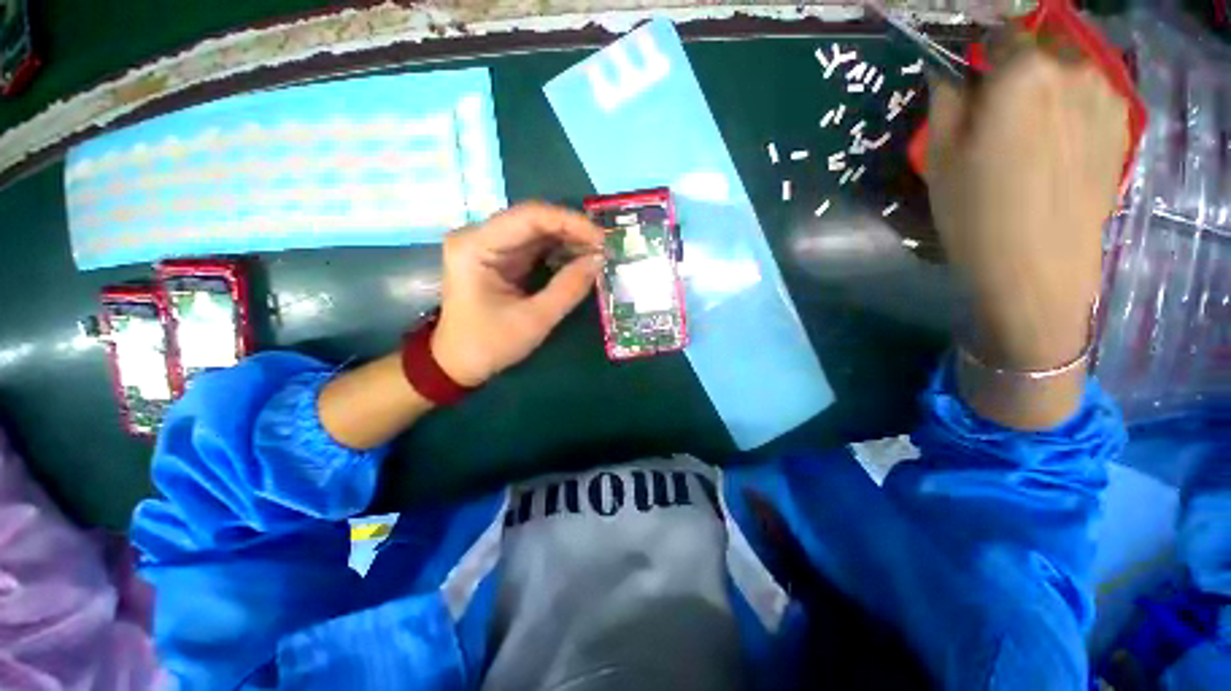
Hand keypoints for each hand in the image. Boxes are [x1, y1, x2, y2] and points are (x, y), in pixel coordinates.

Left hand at [430, 202, 604, 386]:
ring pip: (537, 231)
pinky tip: (580, 260)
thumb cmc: (489, 344)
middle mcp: (479, 236)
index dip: (570, 222)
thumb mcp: (534, 320)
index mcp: (476, 246)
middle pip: (533, 219)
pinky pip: (534, 246)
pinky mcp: (499, 258)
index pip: (529, 216)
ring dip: (569, 241)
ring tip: (598, 254)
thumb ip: (568, 288)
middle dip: (573, 231)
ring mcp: (489, 245)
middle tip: (605, 247)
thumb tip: (599, 261)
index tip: (602, 238)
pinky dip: (559, 252)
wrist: (458, 363)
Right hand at [927, 37, 1128, 370]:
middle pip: (1039, 45)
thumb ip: (946, 100)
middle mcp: (1073, 67)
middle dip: (1016, 68)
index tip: (970, 77)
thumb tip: (950, 71)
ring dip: (1046, 86)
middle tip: (997, 112)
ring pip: (1068, 70)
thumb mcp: (939, 158)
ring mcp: (1105, 95)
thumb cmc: (976, 212)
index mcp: (1024, 70)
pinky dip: (1070, 106)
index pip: (1000, 30)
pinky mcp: (1121, 125)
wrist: (1036, 267)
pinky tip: (1056, 146)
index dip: (982, 52)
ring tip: (1028, 135)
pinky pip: (1089, 96)